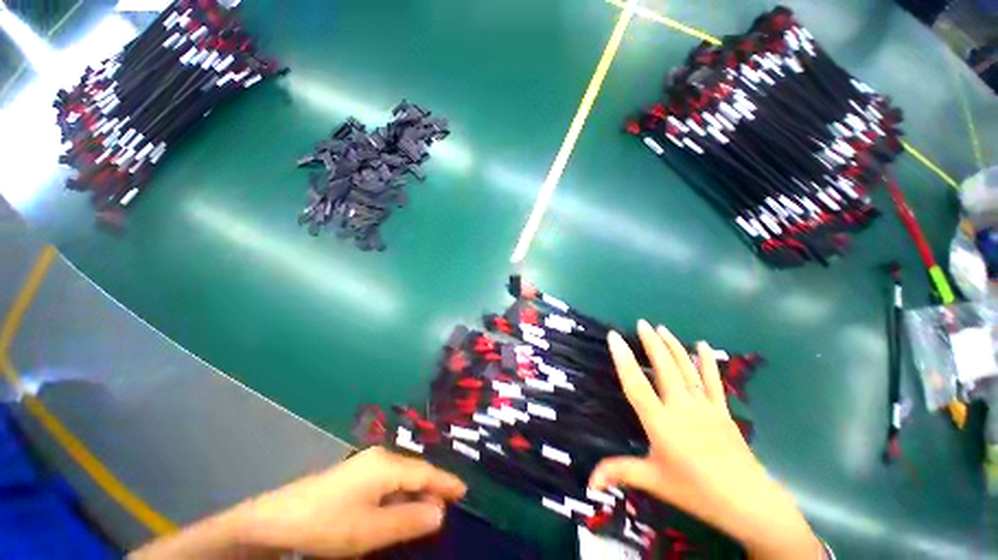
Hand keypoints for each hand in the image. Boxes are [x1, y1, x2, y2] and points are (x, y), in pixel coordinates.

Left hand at [234, 447, 465, 557]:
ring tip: (425, 512)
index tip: (464, 491)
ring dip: (414, 494)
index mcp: (386, 464)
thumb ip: (408, 520)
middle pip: (414, 472)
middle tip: (446, 508)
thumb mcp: (369, 530)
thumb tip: (440, 512)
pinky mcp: (354, 475)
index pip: (425, 472)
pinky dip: (397, 495)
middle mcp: (379, 457)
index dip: (446, 482)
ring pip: (400, 477)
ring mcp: (365, 464)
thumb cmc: (327, 523)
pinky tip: (396, 510)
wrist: (275, 519)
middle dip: (431, 489)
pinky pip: (386, 482)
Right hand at [589, 321, 821, 558]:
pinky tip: (702, 345)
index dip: (623, 359)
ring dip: (673, 345)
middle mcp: (681, 408)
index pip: (636, 385)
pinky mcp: (723, 411)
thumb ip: (620, 473)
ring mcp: (705, 407)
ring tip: (661, 328)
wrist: (750, 503)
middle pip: (664, 367)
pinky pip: (713, 381)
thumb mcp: (654, 482)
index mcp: (661, 423)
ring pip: (686, 368)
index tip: (614, 337)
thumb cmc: (697, 492)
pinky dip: (707, 361)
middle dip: (651, 342)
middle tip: (641, 322)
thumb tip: (588, 481)